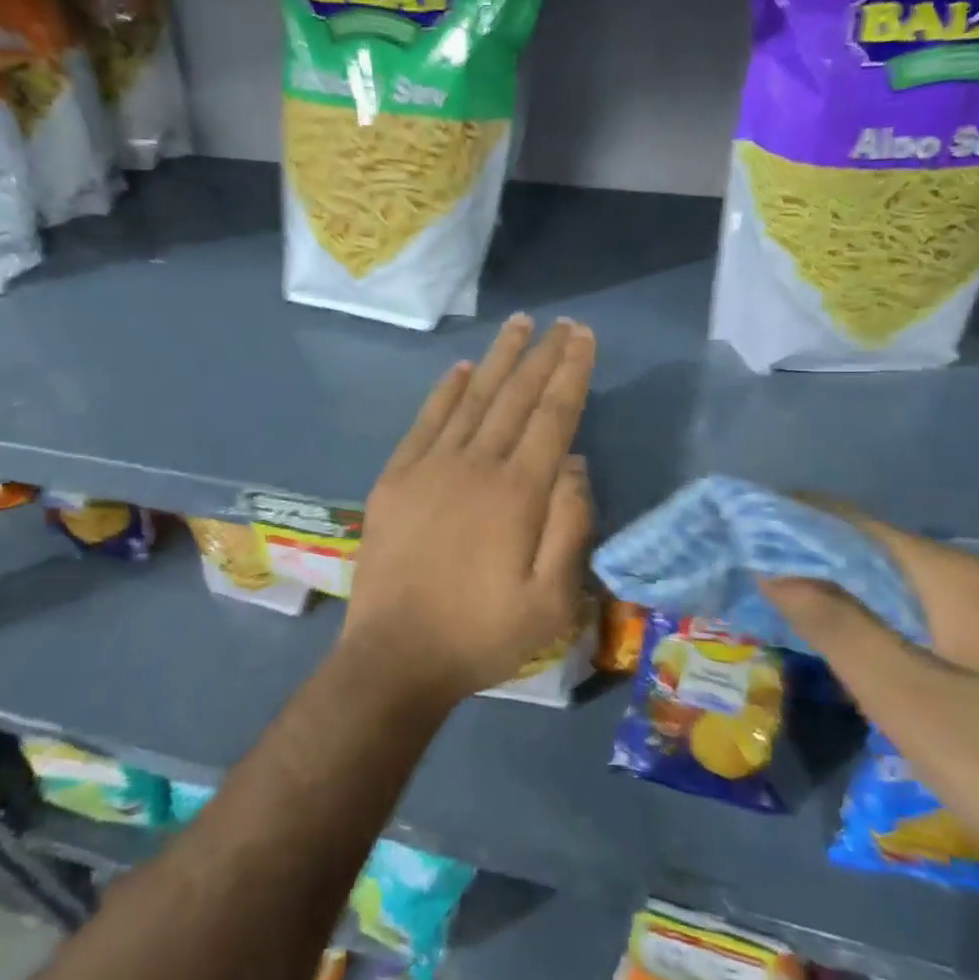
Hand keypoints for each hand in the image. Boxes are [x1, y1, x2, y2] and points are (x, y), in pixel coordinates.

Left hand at [343, 315, 596, 705]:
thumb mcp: (551, 600)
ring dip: (498, 359)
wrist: (395, 656)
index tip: (583, 337)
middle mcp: (475, 465)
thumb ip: (570, 525)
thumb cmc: (482, 634)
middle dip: (542, 356)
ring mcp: (429, 467)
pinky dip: (445, 391)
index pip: (552, 416)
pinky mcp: (396, 478)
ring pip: (472, 398)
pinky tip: (460, 369)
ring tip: (518, 325)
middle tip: (561, 323)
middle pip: (515, 396)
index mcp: (517, 493)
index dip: (571, 373)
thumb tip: (575, 463)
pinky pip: (425, 421)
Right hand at [761, 506, 978, 930]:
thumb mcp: (909, 698)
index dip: (781, 517)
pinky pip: (907, 619)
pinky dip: (859, 619)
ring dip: (825, 588)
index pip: (843, 519)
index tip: (724, 528)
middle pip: (862, 547)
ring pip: (884, 586)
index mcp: (945, 575)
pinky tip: (834, 643)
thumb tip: (773, 565)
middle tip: (731, 570)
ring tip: (763, 599)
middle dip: (795, 553)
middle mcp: (964, 583)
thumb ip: (837, 625)